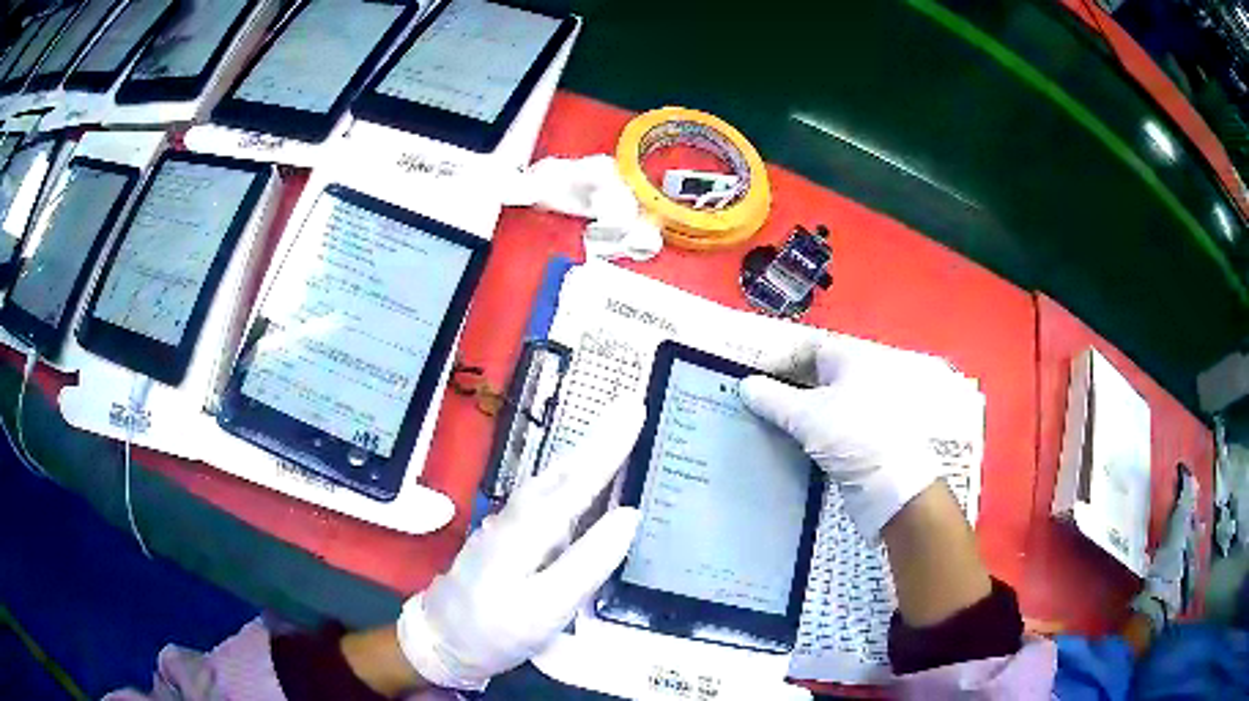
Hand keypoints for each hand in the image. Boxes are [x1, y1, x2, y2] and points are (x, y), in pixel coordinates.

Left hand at [397, 400, 643, 690]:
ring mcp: (510, 523)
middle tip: (631, 406)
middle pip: (563, 470)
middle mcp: (518, 515)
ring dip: (584, 452)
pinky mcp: (509, 536)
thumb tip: (628, 516)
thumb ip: (587, 562)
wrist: (442, 638)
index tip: (636, 407)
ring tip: (614, 431)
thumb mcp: (546, 607)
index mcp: (529, 528)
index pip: (578, 479)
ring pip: (552, 479)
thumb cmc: (495, 629)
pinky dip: (570, 477)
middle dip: (599, 437)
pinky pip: (547, 495)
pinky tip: (580, 479)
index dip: (610, 445)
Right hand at [740, 333, 955, 539]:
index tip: (750, 378)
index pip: (809, 347)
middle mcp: (861, 378)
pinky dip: (808, 433)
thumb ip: (772, 398)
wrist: (892, 486)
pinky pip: (828, 427)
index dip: (779, 359)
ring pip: (821, 404)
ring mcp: (864, 409)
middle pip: (815, 375)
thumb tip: (746, 385)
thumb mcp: (806, 415)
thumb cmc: (852, 435)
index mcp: (853, 359)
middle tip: (751, 401)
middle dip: (784, 387)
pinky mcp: (863, 437)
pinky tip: (786, 444)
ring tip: (761, 424)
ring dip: (794, 414)